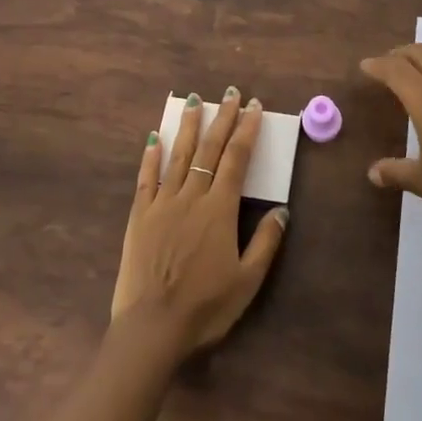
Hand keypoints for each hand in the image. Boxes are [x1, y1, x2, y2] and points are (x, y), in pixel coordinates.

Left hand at [111, 87, 288, 360]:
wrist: (152, 327)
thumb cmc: (205, 306)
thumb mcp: (247, 280)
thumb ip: (266, 242)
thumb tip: (282, 209)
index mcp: (220, 209)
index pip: (237, 159)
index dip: (246, 130)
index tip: (254, 107)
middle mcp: (191, 196)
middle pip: (209, 149)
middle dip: (222, 119)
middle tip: (229, 93)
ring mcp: (162, 203)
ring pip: (177, 156)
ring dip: (187, 126)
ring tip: (194, 101)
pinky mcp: (140, 216)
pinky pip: (146, 179)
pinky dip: (150, 156)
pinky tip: (153, 137)